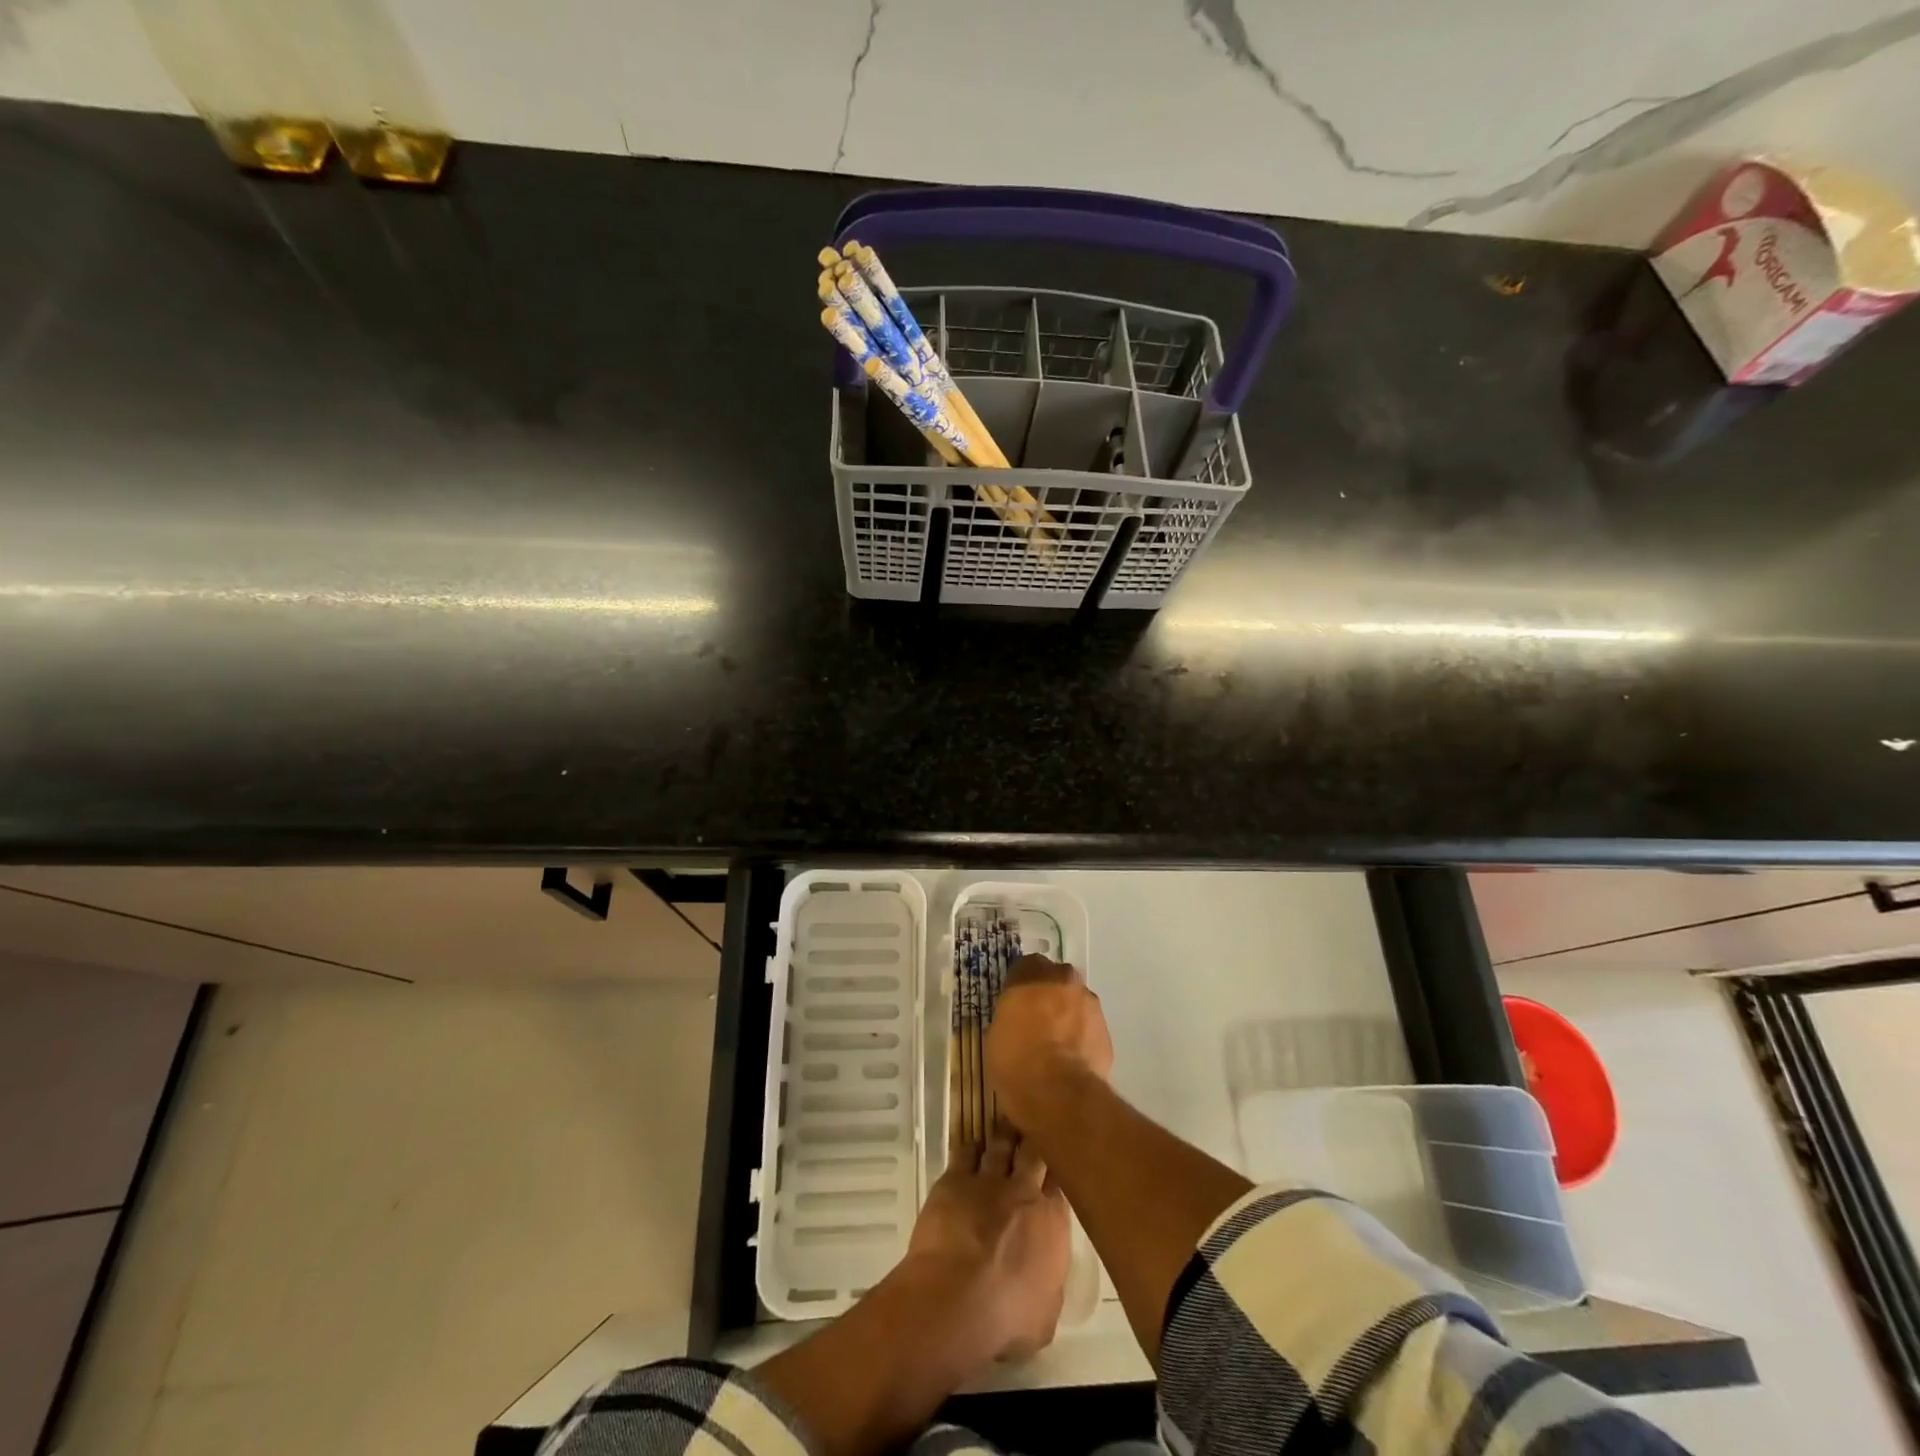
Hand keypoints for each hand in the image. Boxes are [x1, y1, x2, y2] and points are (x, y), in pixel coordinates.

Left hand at [906, 1133, 1070, 1361]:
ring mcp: (988, 1180)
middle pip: (1034, 1152)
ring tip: (1006, 1126)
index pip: (1061, 1183)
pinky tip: (971, 1146)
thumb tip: (1045, 1277)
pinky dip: (970, 1148)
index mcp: (1052, 1221)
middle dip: (1034, 1140)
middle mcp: (1024, 1190)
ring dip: (1003, 1136)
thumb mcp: (1045, 1316)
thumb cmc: (1007, 1317)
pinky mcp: (955, 1179)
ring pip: (1000, 1145)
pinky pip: (965, 1152)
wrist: (956, 1297)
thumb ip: (1049, 1285)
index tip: (1056, 1166)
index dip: (1057, 1172)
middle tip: (1034, 1130)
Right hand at [985, 954, 1113, 1133]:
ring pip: (1076, 1003)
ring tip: (1055, 1045)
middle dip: (1048, 996)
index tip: (1014, 1003)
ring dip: (1067, 1016)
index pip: (1026, 966)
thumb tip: (1017, 1020)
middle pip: (1056, 980)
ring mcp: (1090, 1004)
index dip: (1020, 986)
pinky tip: (1070, 1060)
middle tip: (1035, 1021)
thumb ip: (1011, 1014)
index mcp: (1033, 974)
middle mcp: (1064, 979)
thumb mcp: (997, 1033)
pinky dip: (1081, 1038)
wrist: (1059, 1093)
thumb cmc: (1016, 1060)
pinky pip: (1088, 1028)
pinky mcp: (1106, 1031)